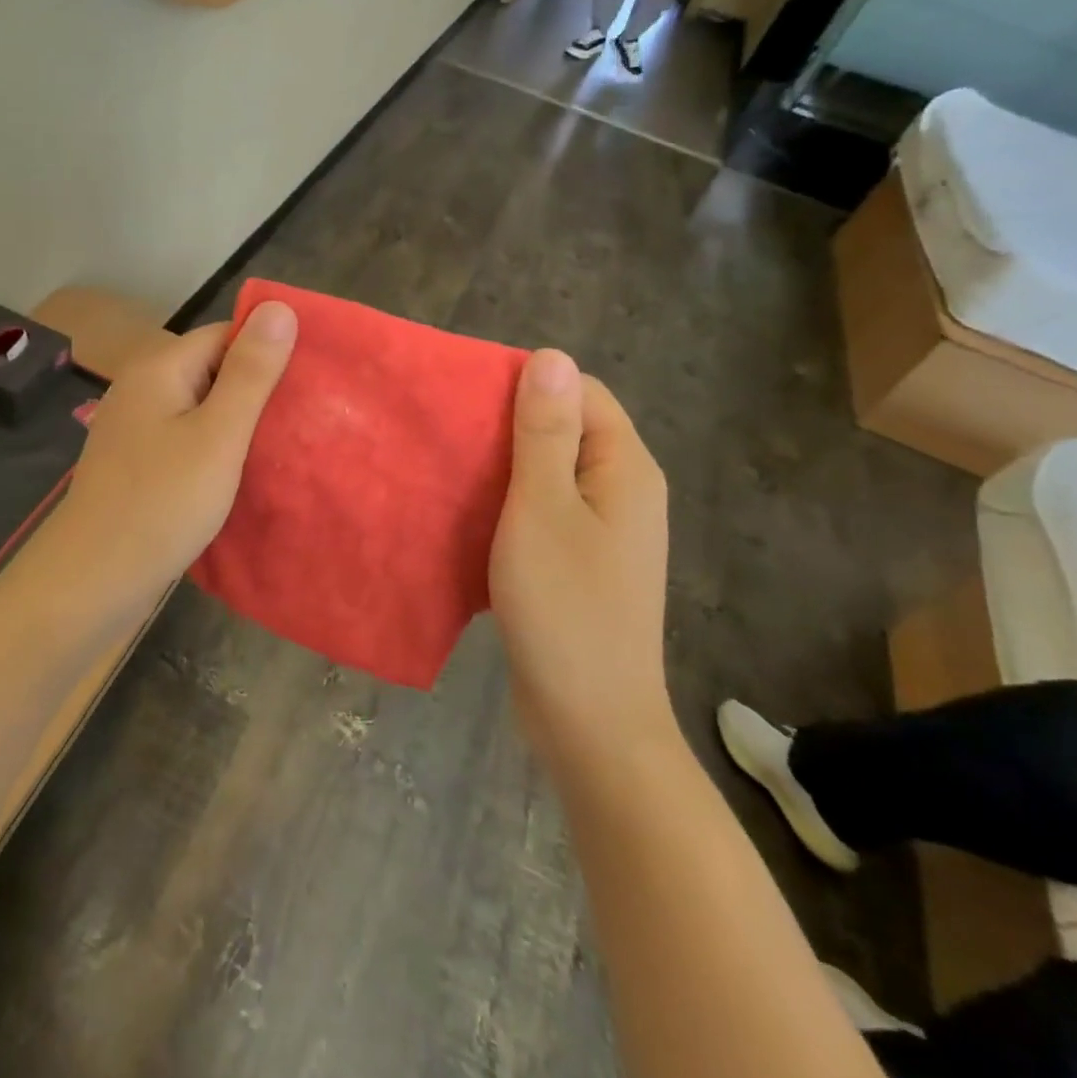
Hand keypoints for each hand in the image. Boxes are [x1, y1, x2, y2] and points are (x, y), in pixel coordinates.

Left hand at [53, 301, 296, 593]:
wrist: (92, 580)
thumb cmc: (162, 503)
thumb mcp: (219, 434)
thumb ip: (250, 372)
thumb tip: (279, 306)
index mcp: (159, 368)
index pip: (225, 334)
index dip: (267, 351)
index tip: (309, 381)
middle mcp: (142, 388)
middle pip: (211, 369)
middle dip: (256, 390)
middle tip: (304, 420)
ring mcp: (135, 428)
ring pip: (200, 408)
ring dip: (237, 423)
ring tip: (282, 445)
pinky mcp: (136, 463)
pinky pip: (185, 439)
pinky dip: (214, 449)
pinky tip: (239, 472)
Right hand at [489, 350, 670, 763]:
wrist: (590, 722)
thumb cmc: (564, 607)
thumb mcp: (543, 508)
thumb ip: (546, 432)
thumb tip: (550, 356)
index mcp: (626, 468)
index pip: (582, 391)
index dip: (528, 384)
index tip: (468, 398)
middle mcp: (625, 491)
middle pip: (569, 429)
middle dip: (511, 424)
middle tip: (450, 433)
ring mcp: (606, 530)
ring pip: (553, 472)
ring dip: (506, 466)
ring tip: (452, 467)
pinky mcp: (584, 562)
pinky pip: (547, 510)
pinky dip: (511, 502)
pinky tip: (473, 513)